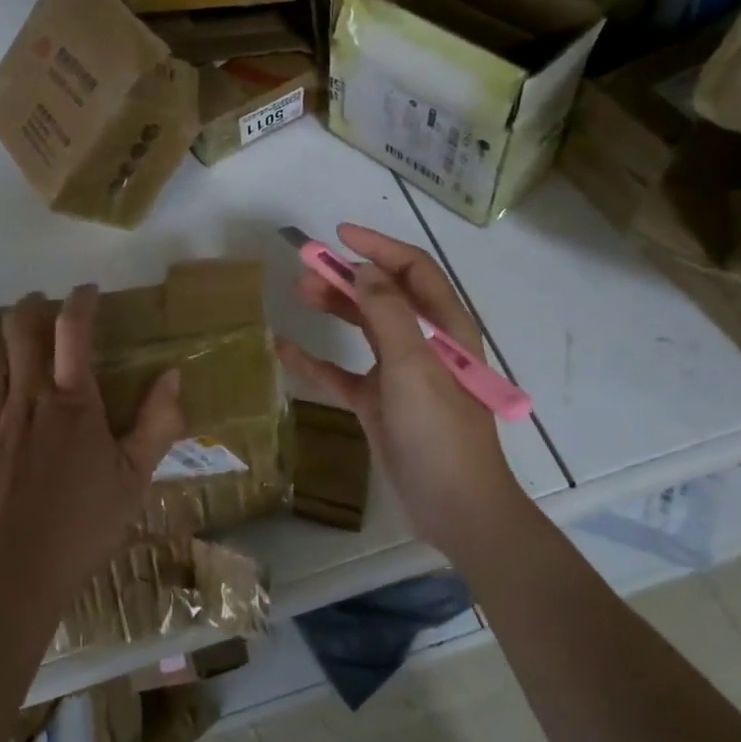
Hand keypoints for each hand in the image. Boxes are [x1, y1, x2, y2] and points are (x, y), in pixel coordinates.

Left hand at [0, 285, 187, 608]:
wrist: (15, 573)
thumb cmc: (84, 525)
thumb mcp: (136, 478)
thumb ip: (158, 424)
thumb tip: (173, 376)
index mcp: (73, 402)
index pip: (74, 330)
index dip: (81, 300)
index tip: (87, 292)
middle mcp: (27, 397)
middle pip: (18, 327)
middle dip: (30, 305)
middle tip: (40, 306)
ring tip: (2, 335)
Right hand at [275, 224, 530, 562]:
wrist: (455, 508)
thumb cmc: (439, 430)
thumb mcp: (413, 364)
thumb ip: (388, 312)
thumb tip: (364, 269)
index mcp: (443, 327)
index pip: (412, 270)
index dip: (379, 247)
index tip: (340, 234)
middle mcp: (422, 343)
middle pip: (383, 295)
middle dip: (348, 275)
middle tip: (307, 266)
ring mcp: (399, 374)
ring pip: (363, 327)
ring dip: (334, 307)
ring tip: (299, 293)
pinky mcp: (378, 403)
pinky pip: (342, 372)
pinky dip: (316, 360)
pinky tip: (285, 350)